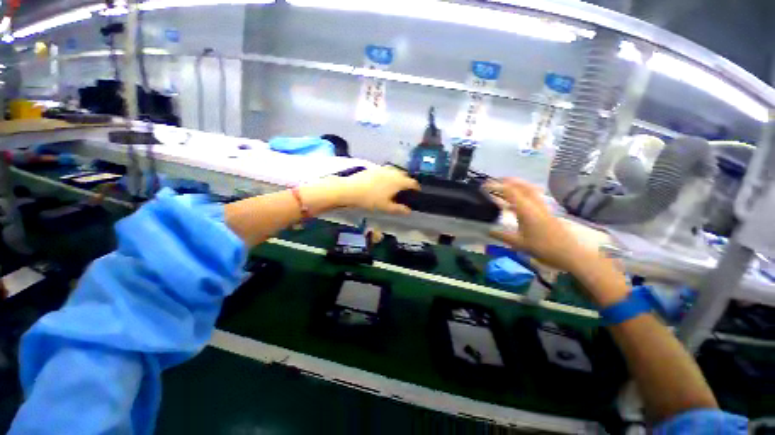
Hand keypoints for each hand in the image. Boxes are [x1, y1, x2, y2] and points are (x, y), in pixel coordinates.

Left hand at [334, 167, 419, 214]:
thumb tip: (408, 211)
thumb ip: (399, 209)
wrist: (351, 189)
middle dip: (407, 182)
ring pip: (395, 172)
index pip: (412, 183)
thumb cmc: (371, 199)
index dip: (416, 188)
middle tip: (405, 191)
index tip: (416, 193)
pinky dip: (389, 176)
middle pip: (405, 176)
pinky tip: (383, 183)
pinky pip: (386, 171)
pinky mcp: (374, 168)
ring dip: (398, 178)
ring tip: (395, 186)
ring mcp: (383, 169)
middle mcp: (393, 172)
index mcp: (399, 181)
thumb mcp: (386, 207)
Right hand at [489, 178, 598, 272]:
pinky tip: (515, 202)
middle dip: (508, 181)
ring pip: (529, 190)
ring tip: (505, 187)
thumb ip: (502, 236)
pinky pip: (532, 197)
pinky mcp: (546, 211)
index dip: (497, 186)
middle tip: (495, 181)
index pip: (509, 192)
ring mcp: (542, 207)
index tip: (485, 186)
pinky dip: (522, 194)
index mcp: (525, 209)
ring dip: (517, 185)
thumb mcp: (518, 243)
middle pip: (522, 186)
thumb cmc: (543, 247)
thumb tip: (488, 231)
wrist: (568, 253)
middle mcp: (534, 204)